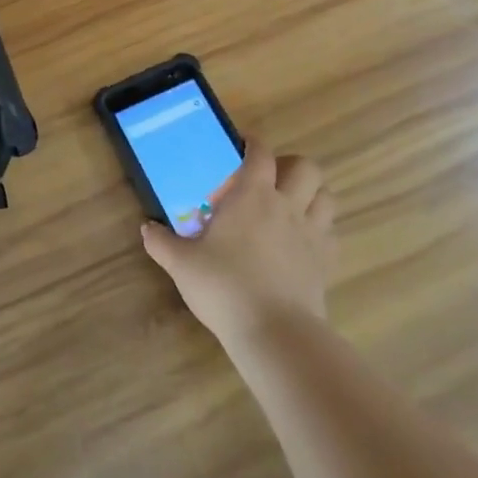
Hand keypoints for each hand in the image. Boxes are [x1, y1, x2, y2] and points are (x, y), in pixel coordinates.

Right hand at [140, 144, 334, 347]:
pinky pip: (330, 233)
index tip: (242, 145)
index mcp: (253, 196)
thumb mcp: (181, 264)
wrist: (274, 333)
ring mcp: (312, 234)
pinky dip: (320, 229)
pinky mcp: (326, 263)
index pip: (261, 154)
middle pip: (306, 168)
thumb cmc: (224, 286)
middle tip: (269, 179)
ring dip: (311, 194)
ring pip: (326, 197)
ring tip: (290, 205)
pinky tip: (301, 242)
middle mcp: (287, 206)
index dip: (253, 144)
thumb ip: (161, 242)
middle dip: (290, 165)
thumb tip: (147, 228)